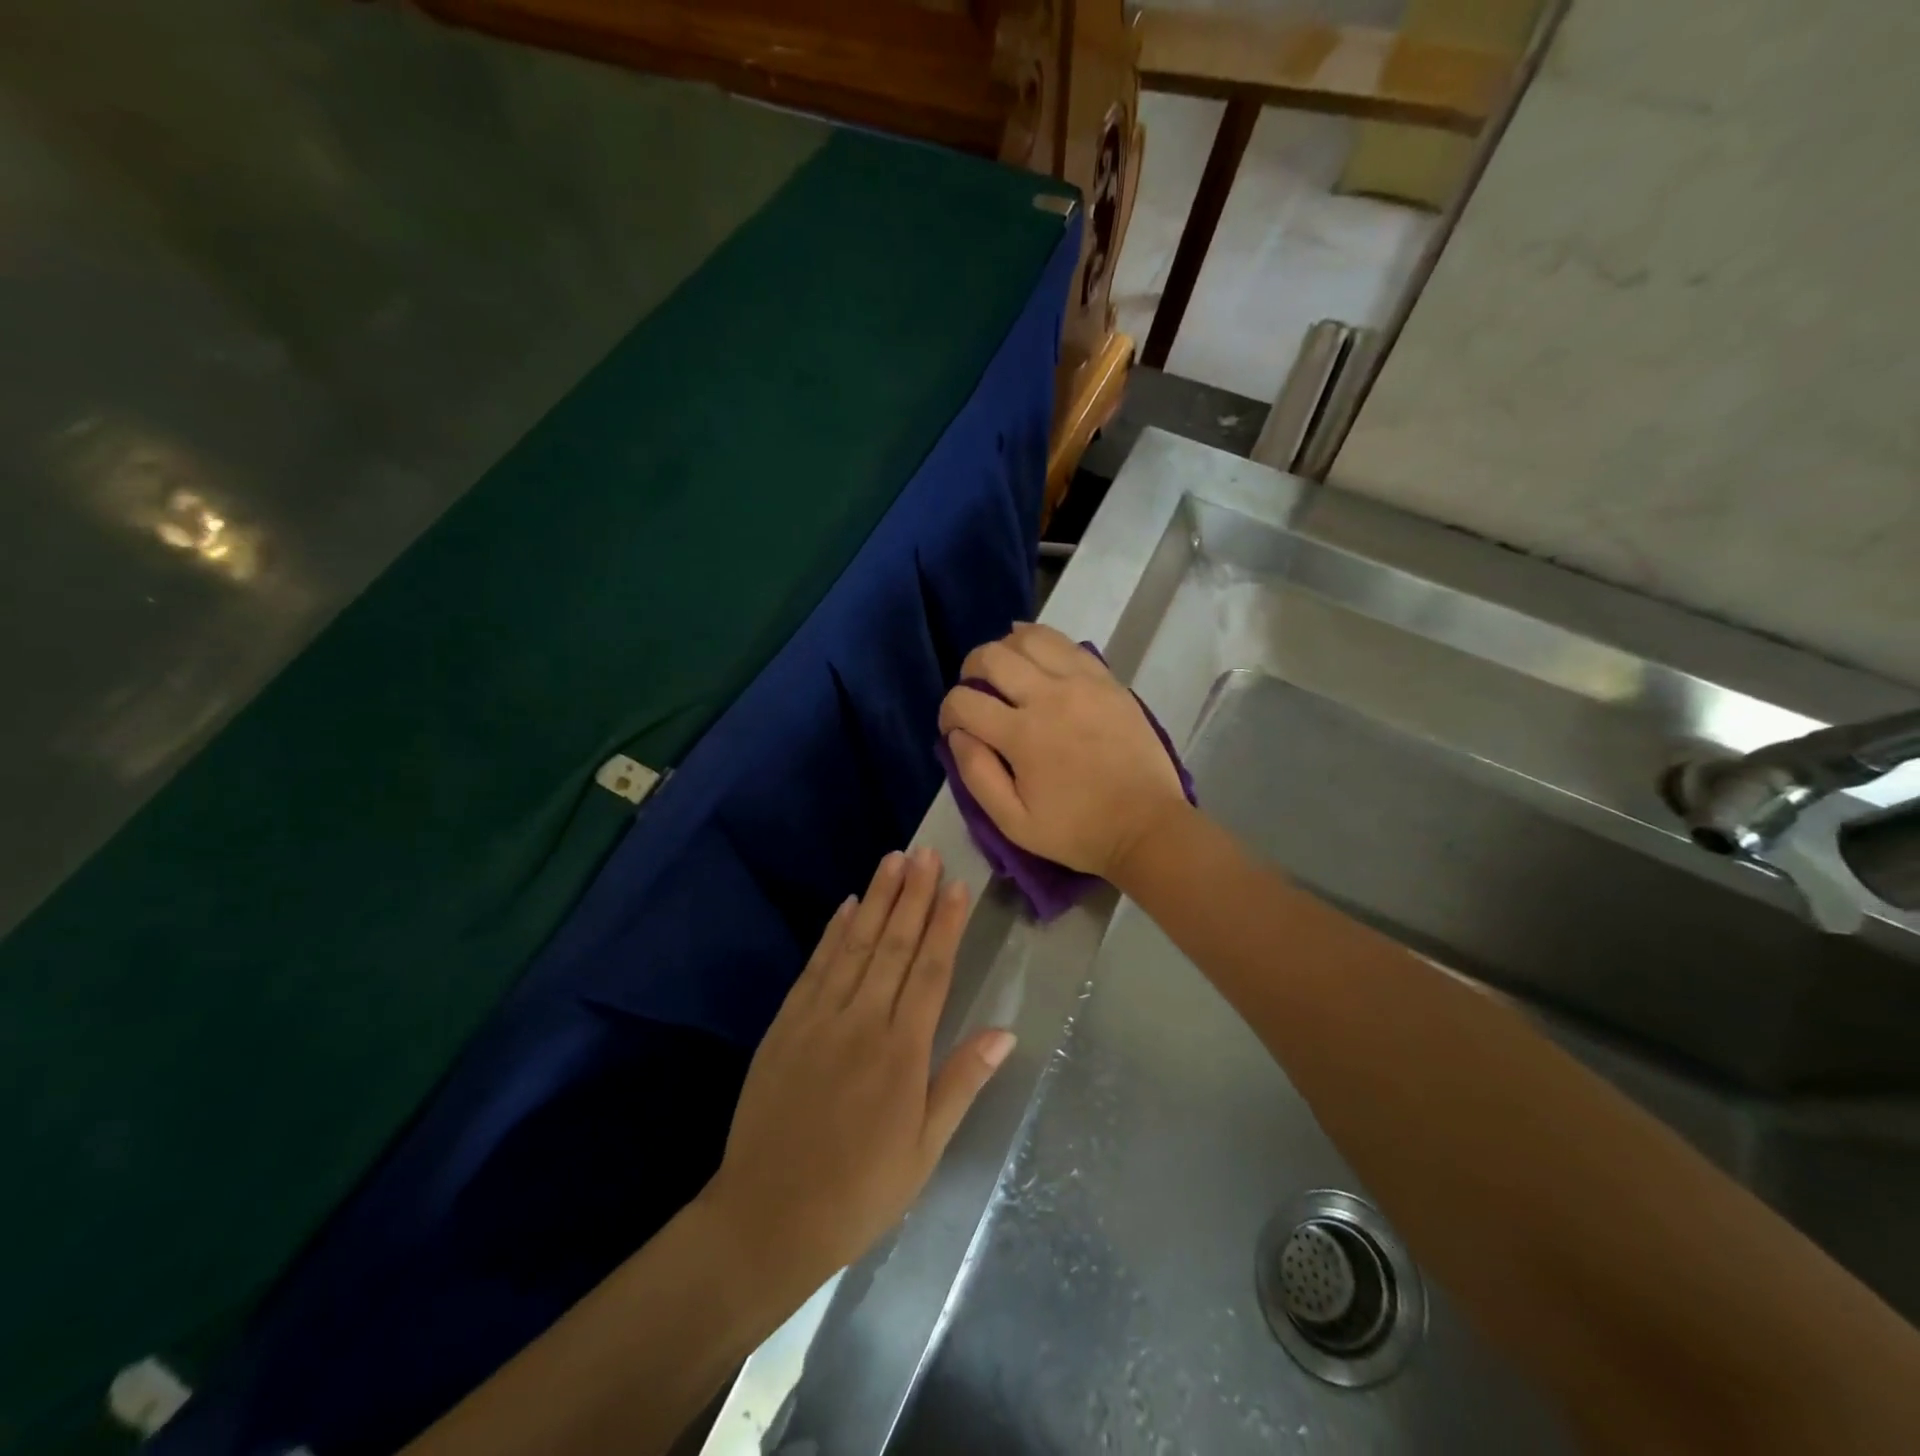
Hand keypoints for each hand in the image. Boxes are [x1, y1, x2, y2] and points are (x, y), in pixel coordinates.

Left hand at [699, 848, 1013, 1295]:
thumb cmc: (859, 1191)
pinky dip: (833, 933)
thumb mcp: (924, 1150)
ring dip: (876, 900)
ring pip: (856, 945)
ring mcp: (819, 1018)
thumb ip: (961, 1082)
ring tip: (893, 860)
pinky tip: (847, 906)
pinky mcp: (787, 1024)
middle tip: (925, 852)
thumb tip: (1005, 1031)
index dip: (945, 925)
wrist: (766, 1218)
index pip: (931, 971)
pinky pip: (816, 967)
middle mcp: (862, 1021)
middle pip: (894, 945)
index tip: (956, 885)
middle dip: (912, 895)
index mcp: (902, 1052)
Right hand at [937, 623, 1187, 880]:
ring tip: (1005, 672)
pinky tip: (1036, 659)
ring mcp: (1083, 682)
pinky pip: (1067, 644)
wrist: (1146, 826)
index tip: (954, 728)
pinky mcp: (1108, 680)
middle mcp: (1049, 696)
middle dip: (970, 670)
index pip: (964, 700)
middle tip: (975, 692)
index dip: (948, 712)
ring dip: (1006, 649)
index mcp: (1023, 735)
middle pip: (992, 656)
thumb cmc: (1077, 831)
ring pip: (1030, 637)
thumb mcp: (1014, 823)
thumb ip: (977, 775)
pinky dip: (1043, 644)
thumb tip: (957, 735)